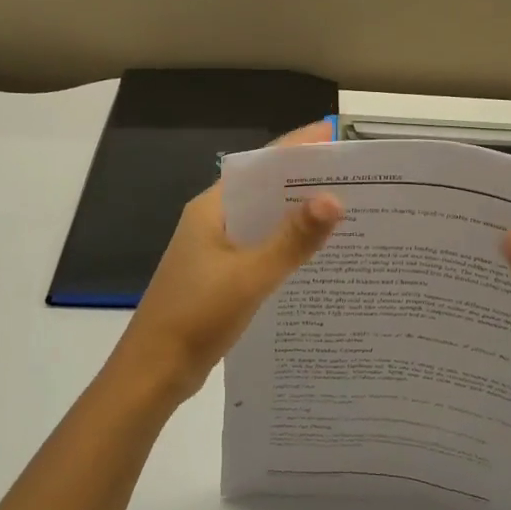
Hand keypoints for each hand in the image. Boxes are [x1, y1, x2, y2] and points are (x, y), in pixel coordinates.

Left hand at [113, 121, 343, 399]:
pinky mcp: (222, 276)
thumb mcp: (250, 276)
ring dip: (298, 218)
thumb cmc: (196, 316)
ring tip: (347, 214)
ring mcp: (216, 250)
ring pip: (265, 222)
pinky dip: (287, 248)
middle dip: (305, 183)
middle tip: (356, 179)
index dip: (297, 148)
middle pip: (265, 190)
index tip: (337, 137)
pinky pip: (262, 250)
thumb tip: (335, 200)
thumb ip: (292, 240)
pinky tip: (318, 258)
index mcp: (213, 208)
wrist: (154, 371)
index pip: (260, 164)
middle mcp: (214, 221)